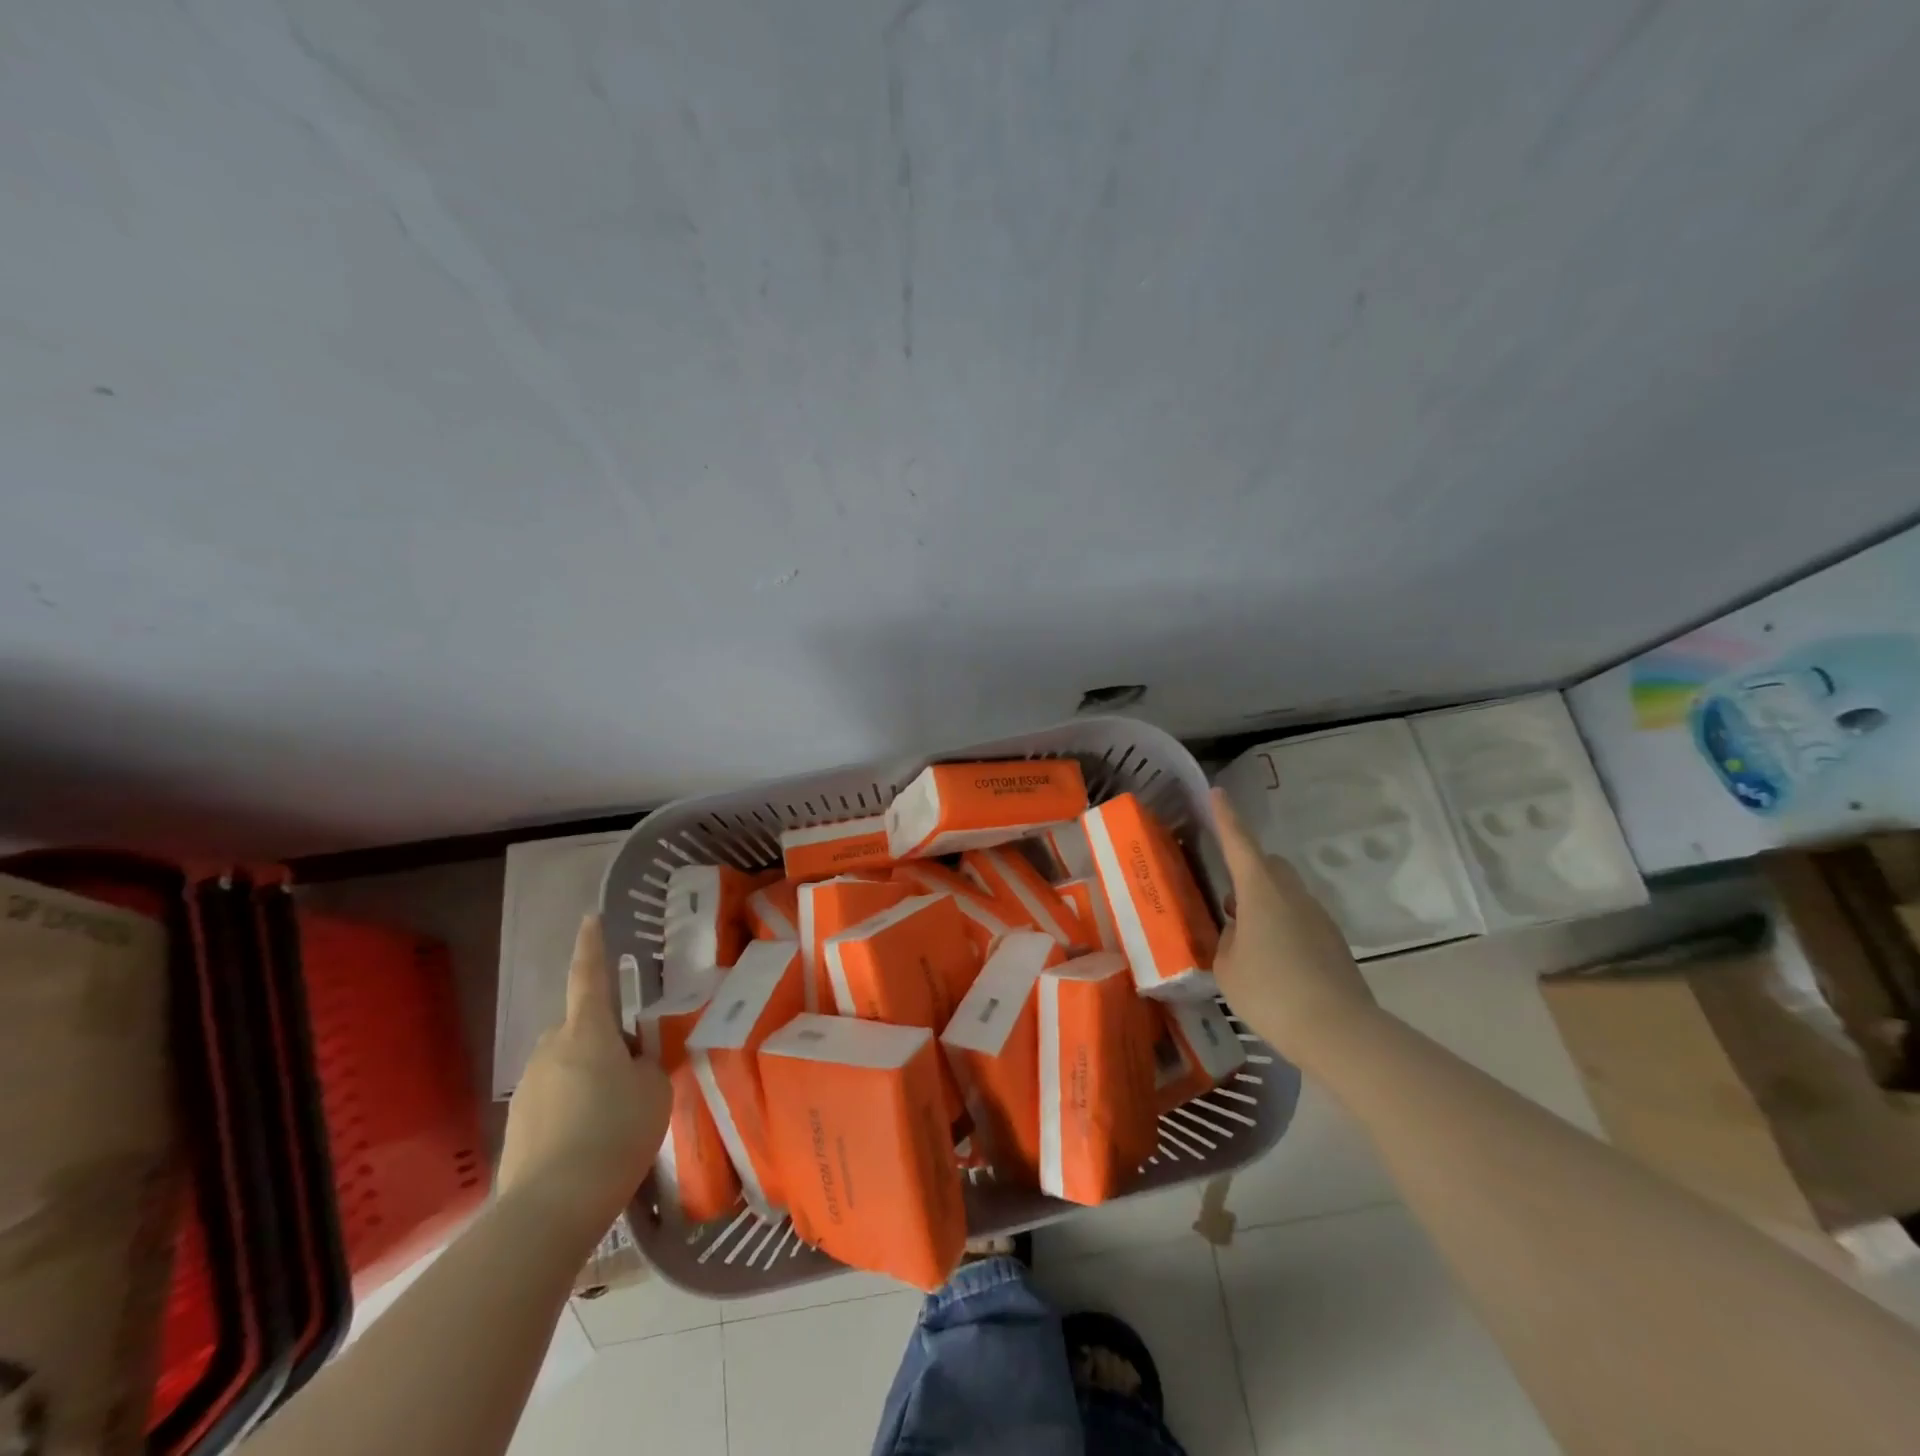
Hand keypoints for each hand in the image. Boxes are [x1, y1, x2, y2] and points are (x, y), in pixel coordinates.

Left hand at [497, 916, 672, 1239]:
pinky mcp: (518, 1125)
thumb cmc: (615, 1133)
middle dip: (604, 1039)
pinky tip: (591, 1142)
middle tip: (634, 1069)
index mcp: (587, 1032)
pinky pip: (554, 1100)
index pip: (590, 977)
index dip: (592, 946)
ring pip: (567, 1065)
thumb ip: (645, 1065)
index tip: (590, 919)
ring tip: (615, 1116)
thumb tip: (630, 1061)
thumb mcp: (654, 1090)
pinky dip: (573, 1109)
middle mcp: (551, 1049)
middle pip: (581, 1029)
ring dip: (589, 1076)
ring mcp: (529, 1087)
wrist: (551, 1207)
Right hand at [1210, 787, 1377, 1065]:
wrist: (1339, 1032)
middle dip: (1247, 870)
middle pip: (1268, 865)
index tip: (1218, 793)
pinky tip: (1272, 961)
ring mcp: (1318, 917)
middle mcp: (1292, 895)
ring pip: (1286, 893)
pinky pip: (1300, 919)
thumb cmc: (1271, 992)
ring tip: (1245, 938)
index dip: (1226, 818)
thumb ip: (1226, 941)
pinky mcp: (1334, 942)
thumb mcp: (1227, 967)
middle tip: (1227, 900)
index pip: (1239, 843)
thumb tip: (1236, 933)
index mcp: (1260, 892)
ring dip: (1264, 902)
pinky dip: (1282, 926)